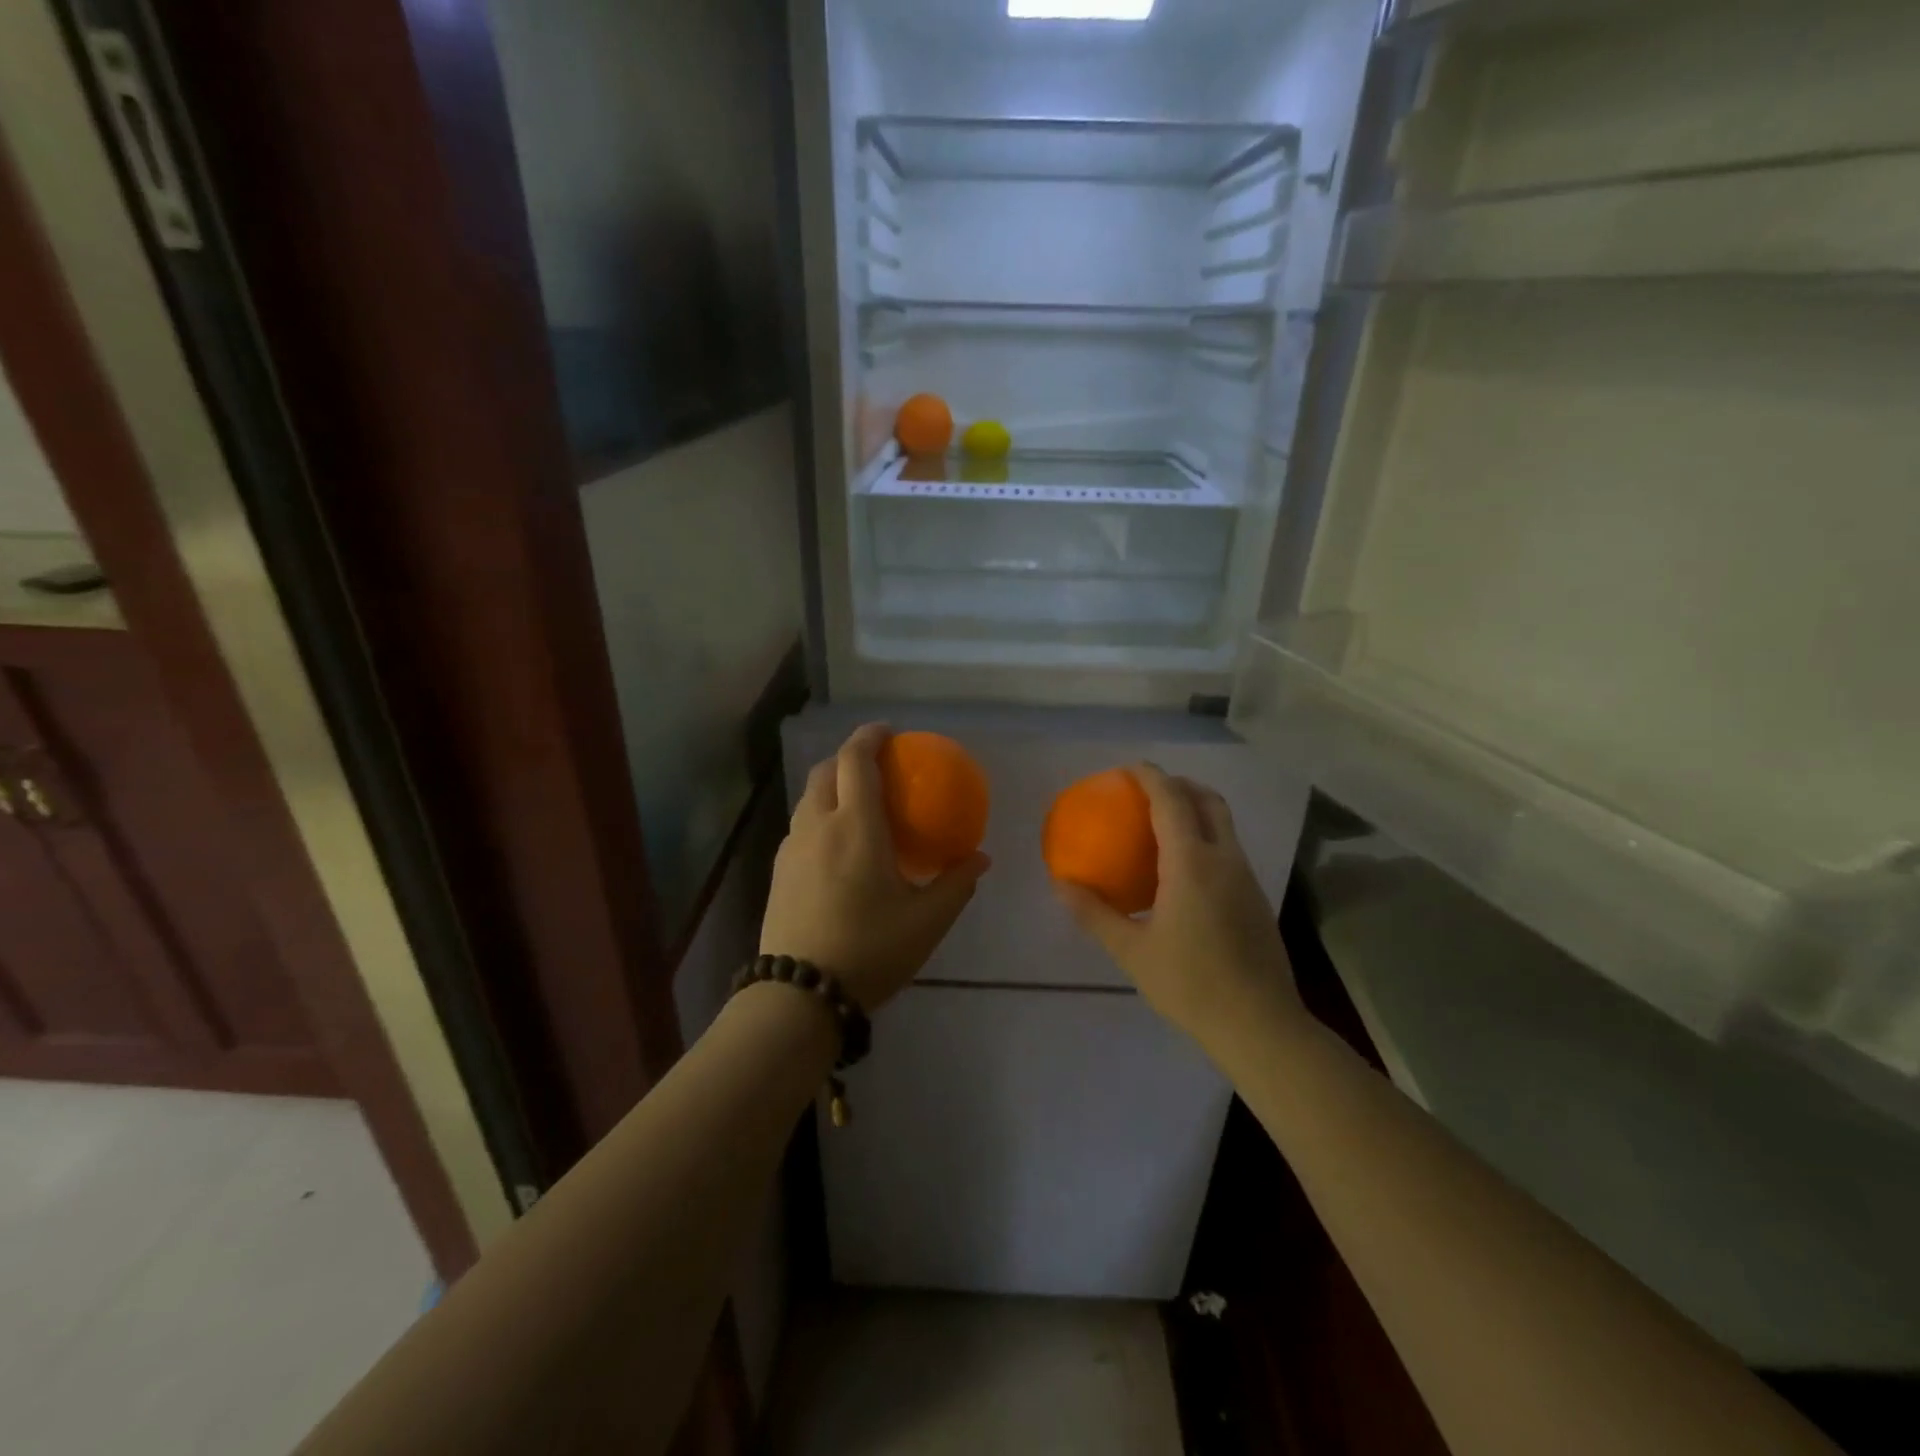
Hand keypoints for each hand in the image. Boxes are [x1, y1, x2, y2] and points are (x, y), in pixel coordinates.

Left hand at [761, 724, 990, 1011]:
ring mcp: (791, 847)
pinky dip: (820, 815)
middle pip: (826, 770)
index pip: (856, 760)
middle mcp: (818, 825)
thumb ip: (957, 883)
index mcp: (855, 826)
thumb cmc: (870, 949)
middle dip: (848, 757)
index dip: (870, 737)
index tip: (888, 732)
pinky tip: (836, 846)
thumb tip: (980, 858)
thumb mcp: (927, 920)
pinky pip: (800, 825)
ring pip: (809, 797)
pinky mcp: (777, 871)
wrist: (800, 994)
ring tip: (857, 805)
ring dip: (831, 786)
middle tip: (875, 766)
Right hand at [1054, 764, 1303, 1043]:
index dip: (1150, 776)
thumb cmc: (1190, 984)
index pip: (1171, 801)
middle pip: (1208, 800)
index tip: (1128, 768)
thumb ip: (1094, 914)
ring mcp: (1246, 877)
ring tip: (1163, 823)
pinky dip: (1206, 836)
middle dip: (1179, 784)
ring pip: (1224, 823)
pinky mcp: (1255, 897)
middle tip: (1148, 790)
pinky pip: (1228, 848)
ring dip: (1196, 808)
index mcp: (1192, 863)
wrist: (1260, 1025)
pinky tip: (1183, 869)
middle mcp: (1224, 859)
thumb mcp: (1131, 952)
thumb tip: (1061, 884)